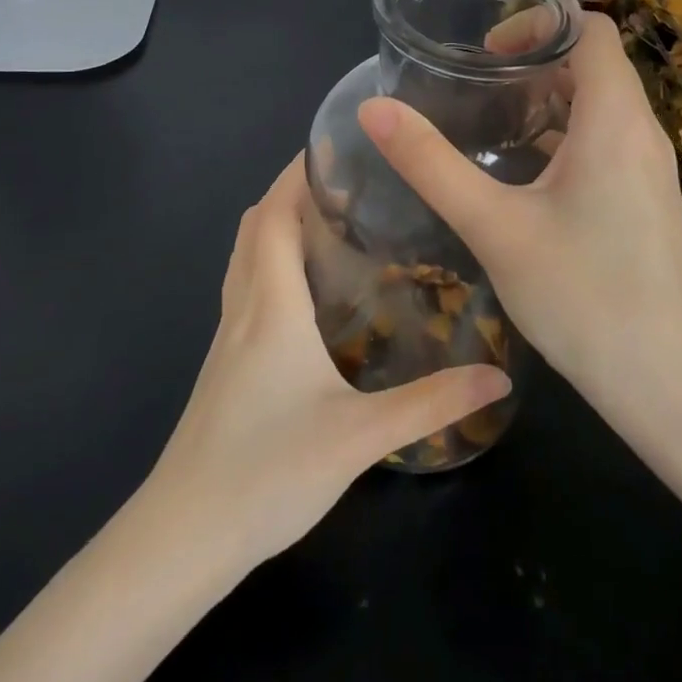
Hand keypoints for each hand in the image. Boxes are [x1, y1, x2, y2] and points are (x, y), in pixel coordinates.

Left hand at [146, 155, 511, 566]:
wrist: (182, 537)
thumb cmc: (266, 472)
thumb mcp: (359, 436)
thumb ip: (431, 404)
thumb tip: (498, 378)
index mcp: (272, 303)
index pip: (277, 212)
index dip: (299, 170)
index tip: (338, 144)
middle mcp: (244, 305)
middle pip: (258, 222)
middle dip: (294, 188)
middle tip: (349, 180)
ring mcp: (227, 334)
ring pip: (247, 252)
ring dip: (278, 221)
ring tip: (331, 218)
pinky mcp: (224, 361)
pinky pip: (245, 283)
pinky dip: (270, 258)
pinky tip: (305, 288)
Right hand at [357, 12, 681, 422]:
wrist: (669, 387)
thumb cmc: (583, 299)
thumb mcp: (494, 227)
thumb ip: (432, 164)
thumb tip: (374, 109)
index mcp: (615, 119)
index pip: (591, 29)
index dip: (539, 23)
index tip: (487, 53)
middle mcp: (642, 131)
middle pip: (593, 63)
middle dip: (535, 61)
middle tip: (478, 86)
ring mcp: (650, 168)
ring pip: (600, 104)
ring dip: (549, 99)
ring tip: (492, 124)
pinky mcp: (646, 199)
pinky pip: (606, 140)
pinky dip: (565, 134)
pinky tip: (523, 175)